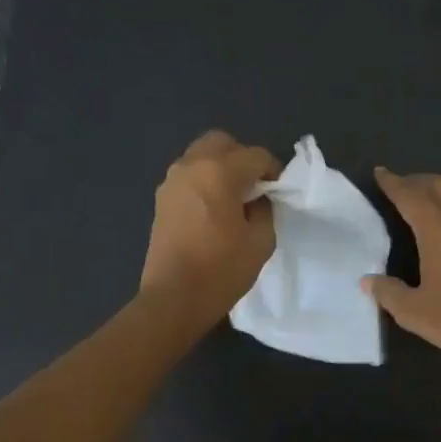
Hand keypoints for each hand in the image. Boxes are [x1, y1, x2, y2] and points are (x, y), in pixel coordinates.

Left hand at [139, 131, 280, 326]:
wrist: (174, 298)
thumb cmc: (222, 270)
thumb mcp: (261, 241)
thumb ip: (265, 210)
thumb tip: (258, 198)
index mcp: (219, 172)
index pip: (255, 155)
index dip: (273, 170)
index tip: (279, 191)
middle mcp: (192, 166)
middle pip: (222, 143)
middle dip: (242, 158)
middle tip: (255, 187)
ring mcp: (172, 181)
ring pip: (201, 156)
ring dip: (221, 168)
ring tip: (234, 199)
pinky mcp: (161, 199)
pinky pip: (189, 175)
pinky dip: (204, 181)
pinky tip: (214, 210)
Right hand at [363, 167, 440, 369]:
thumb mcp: (414, 311)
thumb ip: (388, 292)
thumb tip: (368, 281)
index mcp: (437, 229)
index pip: (410, 196)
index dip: (393, 183)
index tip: (380, 173)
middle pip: (438, 185)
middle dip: (416, 180)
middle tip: (398, 186)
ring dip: (435, 191)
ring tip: (417, 203)